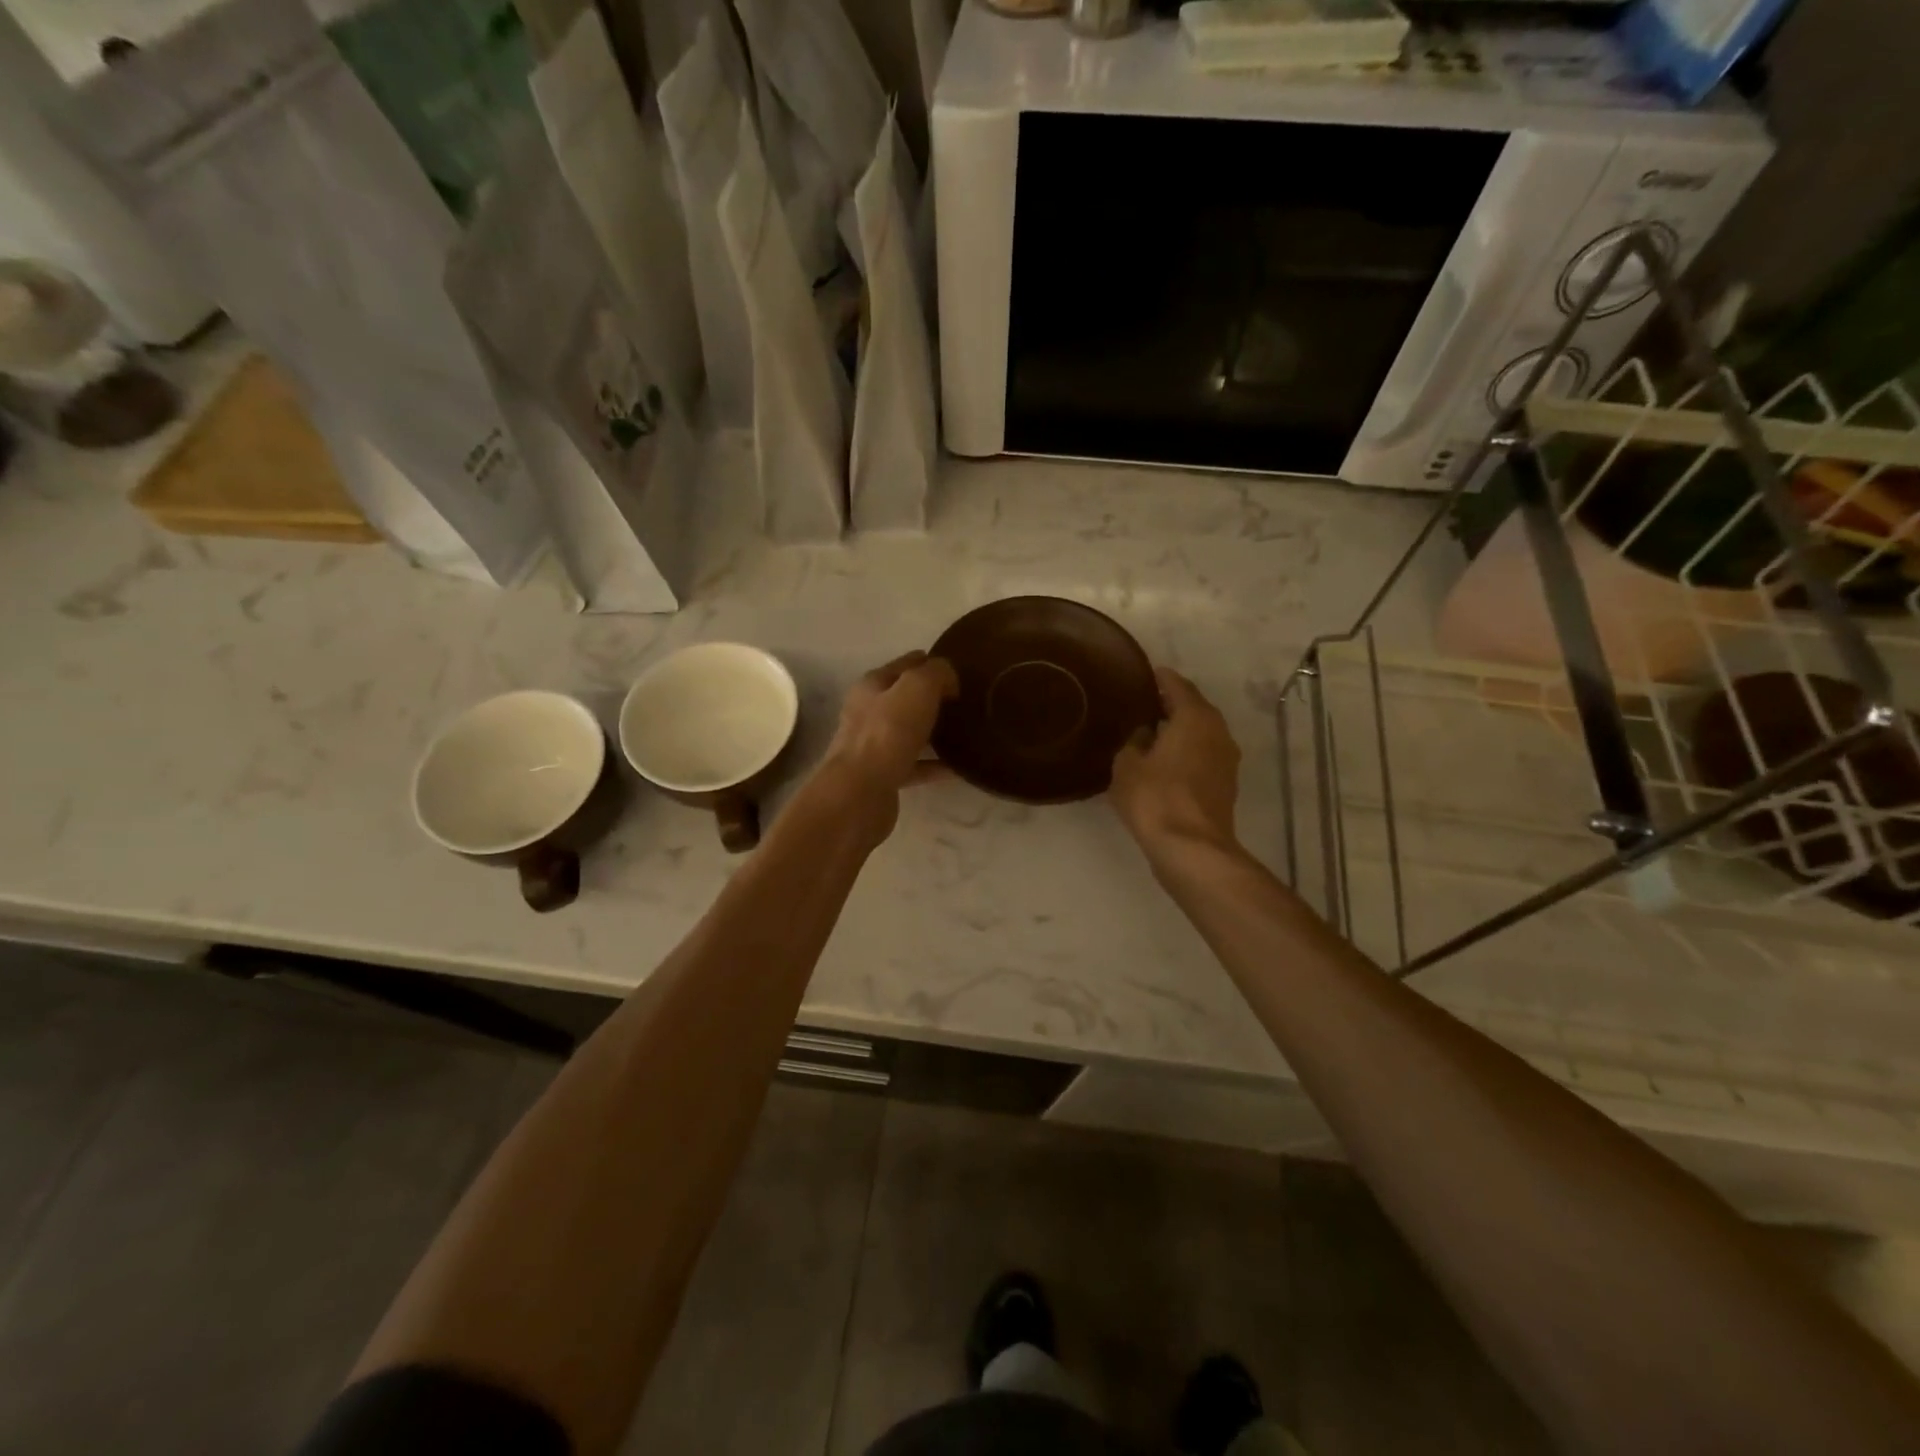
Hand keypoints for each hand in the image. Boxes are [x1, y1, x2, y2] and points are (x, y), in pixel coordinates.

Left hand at [817, 650, 958, 834]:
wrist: (860, 793)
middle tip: (966, 702)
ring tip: (965, 731)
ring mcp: (874, 747)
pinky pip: (916, 765)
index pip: (905, 664)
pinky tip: (959, 766)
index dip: (931, 663)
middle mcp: (868, 713)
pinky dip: (935, 764)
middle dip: (933, 698)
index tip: (960, 671)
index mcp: (872, 686)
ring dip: (934, 731)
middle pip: (905, 699)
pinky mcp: (883, 776)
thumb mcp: (917, 688)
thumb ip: (936, 674)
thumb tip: (949, 680)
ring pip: (910, 732)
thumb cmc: (887, 733)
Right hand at [1109, 667, 1241, 856]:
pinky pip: (1202, 756)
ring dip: (1180, 731)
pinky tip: (1164, 761)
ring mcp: (1226, 760)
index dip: (1160, 678)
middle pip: (1194, 709)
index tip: (1144, 674)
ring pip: (1200, 734)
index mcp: (1195, 717)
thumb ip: (1134, 742)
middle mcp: (1217, 732)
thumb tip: (1145, 735)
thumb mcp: (1127, 765)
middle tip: (1143, 704)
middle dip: (1171, 705)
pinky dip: (1186, 753)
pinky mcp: (1224, 785)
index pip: (1177, 686)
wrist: (1191, 849)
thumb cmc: (1155, 798)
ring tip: (1151, 733)